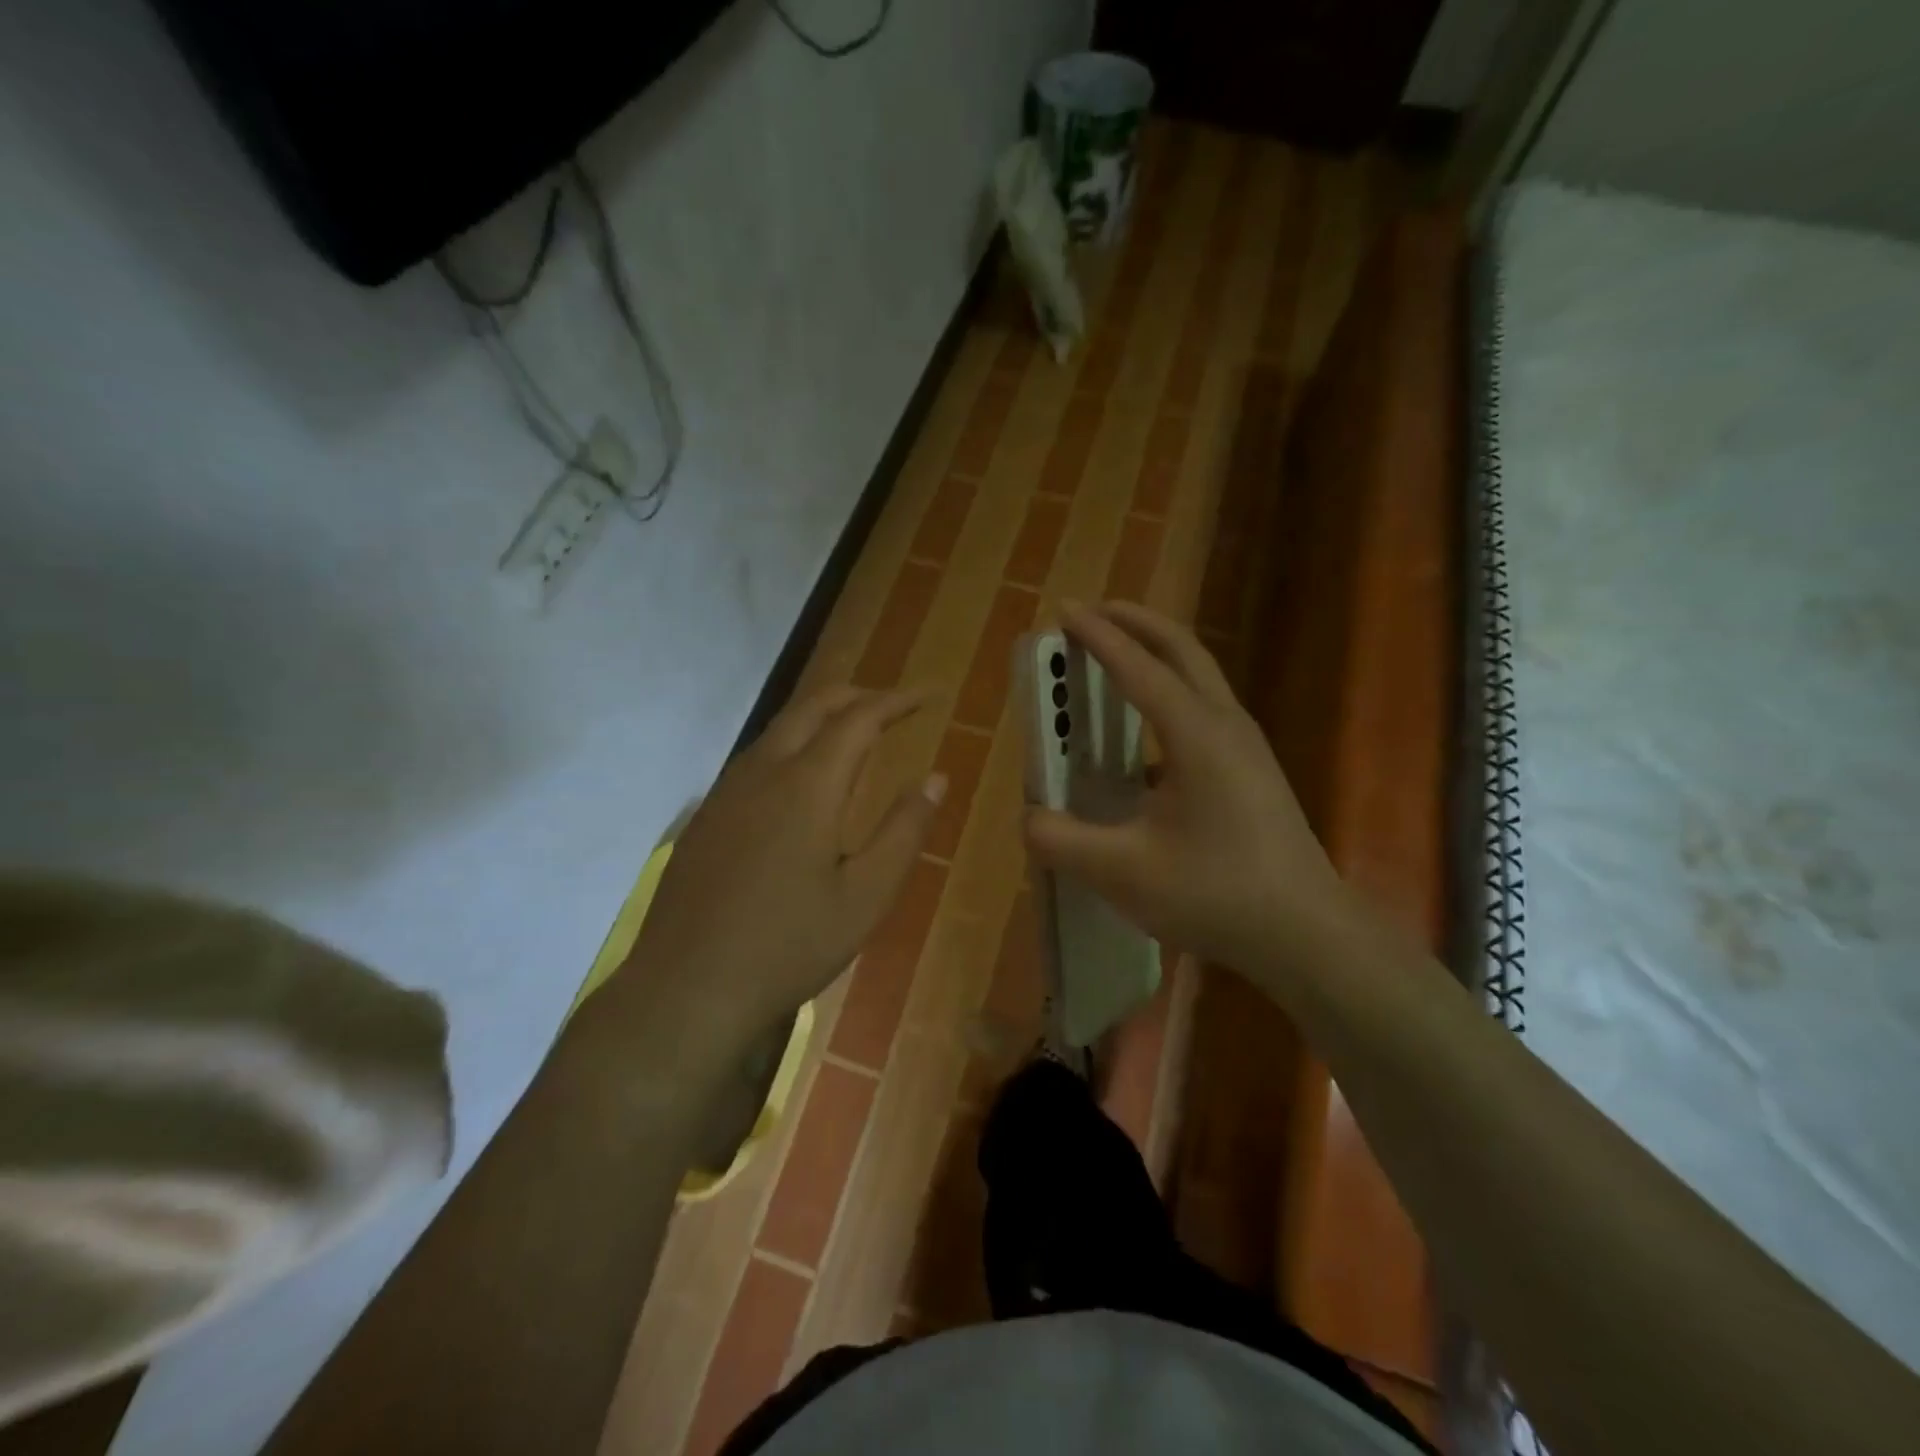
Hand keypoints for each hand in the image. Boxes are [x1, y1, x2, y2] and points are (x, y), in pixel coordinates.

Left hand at [595, 688, 944, 1060]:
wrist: (687, 989)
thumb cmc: (789, 945)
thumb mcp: (866, 896)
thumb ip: (904, 831)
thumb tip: (936, 778)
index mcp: (807, 785)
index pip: (859, 718)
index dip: (898, 701)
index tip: (930, 695)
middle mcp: (763, 772)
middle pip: (812, 706)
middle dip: (858, 696)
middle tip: (895, 706)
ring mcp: (726, 792)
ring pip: (779, 729)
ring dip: (821, 717)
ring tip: (854, 733)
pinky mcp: (706, 817)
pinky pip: (756, 758)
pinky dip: (792, 746)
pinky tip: (801, 781)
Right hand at [1024, 603, 1356, 998]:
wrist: (1306, 934)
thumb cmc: (1216, 894)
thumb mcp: (1123, 872)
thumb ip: (1062, 841)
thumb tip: (1028, 818)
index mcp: (1196, 735)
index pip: (1138, 668)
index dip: (1098, 637)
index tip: (1064, 610)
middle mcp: (1225, 725)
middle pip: (1182, 649)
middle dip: (1136, 622)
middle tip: (1094, 613)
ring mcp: (1247, 746)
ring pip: (1199, 676)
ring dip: (1156, 654)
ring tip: (1117, 656)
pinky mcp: (1253, 771)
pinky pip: (1205, 710)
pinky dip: (1170, 695)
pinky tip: (1144, 737)